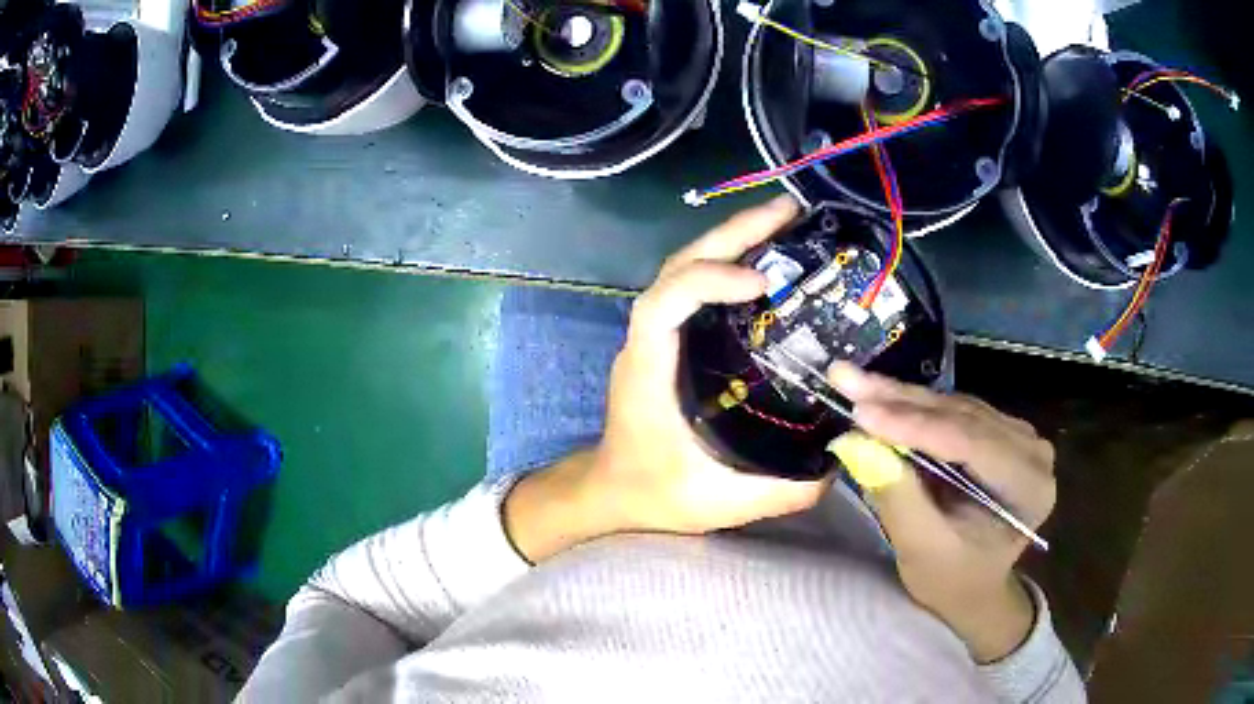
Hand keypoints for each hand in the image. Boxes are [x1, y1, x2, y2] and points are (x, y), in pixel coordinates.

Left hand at [506, 196, 831, 560]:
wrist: (612, 492)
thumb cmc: (653, 494)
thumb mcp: (720, 502)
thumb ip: (782, 490)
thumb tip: (840, 460)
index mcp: (648, 372)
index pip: (662, 303)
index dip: (705, 278)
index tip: (759, 280)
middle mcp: (646, 342)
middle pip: (677, 267)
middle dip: (731, 233)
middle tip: (787, 211)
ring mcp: (655, 337)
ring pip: (684, 269)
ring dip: (730, 239)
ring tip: (783, 222)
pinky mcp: (669, 341)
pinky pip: (694, 288)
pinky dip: (727, 264)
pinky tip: (767, 261)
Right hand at [827, 363, 1056, 662]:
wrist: (974, 587)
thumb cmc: (952, 579)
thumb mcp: (922, 550)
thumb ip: (898, 498)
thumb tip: (856, 443)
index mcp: (1029, 486)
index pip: (971, 443)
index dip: (914, 426)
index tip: (860, 414)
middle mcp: (1031, 449)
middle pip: (961, 416)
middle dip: (899, 402)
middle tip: (844, 380)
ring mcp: (1017, 434)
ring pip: (953, 407)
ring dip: (900, 398)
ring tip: (851, 384)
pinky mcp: (997, 430)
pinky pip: (952, 411)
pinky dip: (911, 407)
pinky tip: (878, 396)